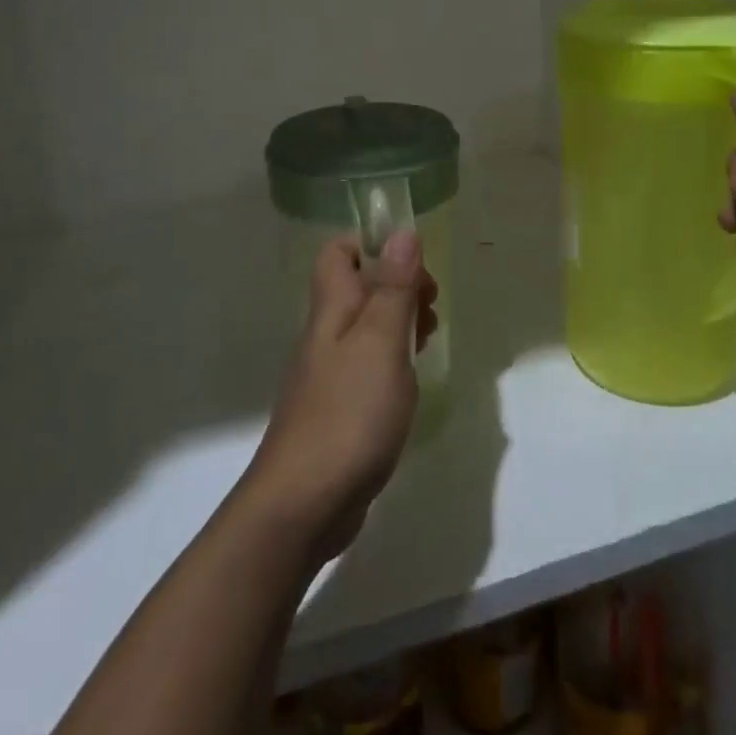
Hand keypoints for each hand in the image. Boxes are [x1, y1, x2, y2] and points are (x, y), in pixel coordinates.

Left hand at [241, 231, 437, 564]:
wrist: (304, 502)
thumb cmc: (349, 412)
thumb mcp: (381, 342)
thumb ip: (393, 288)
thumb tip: (402, 231)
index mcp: (332, 309)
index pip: (338, 252)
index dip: (373, 245)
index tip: (413, 264)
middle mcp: (325, 335)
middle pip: (357, 287)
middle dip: (397, 285)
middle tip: (431, 306)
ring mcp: (329, 374)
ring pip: (365, 327)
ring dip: (399, 322)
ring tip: (430, 337)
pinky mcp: (338, 409)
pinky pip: (367, 365)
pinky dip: (393, 360)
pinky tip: (411, 380)